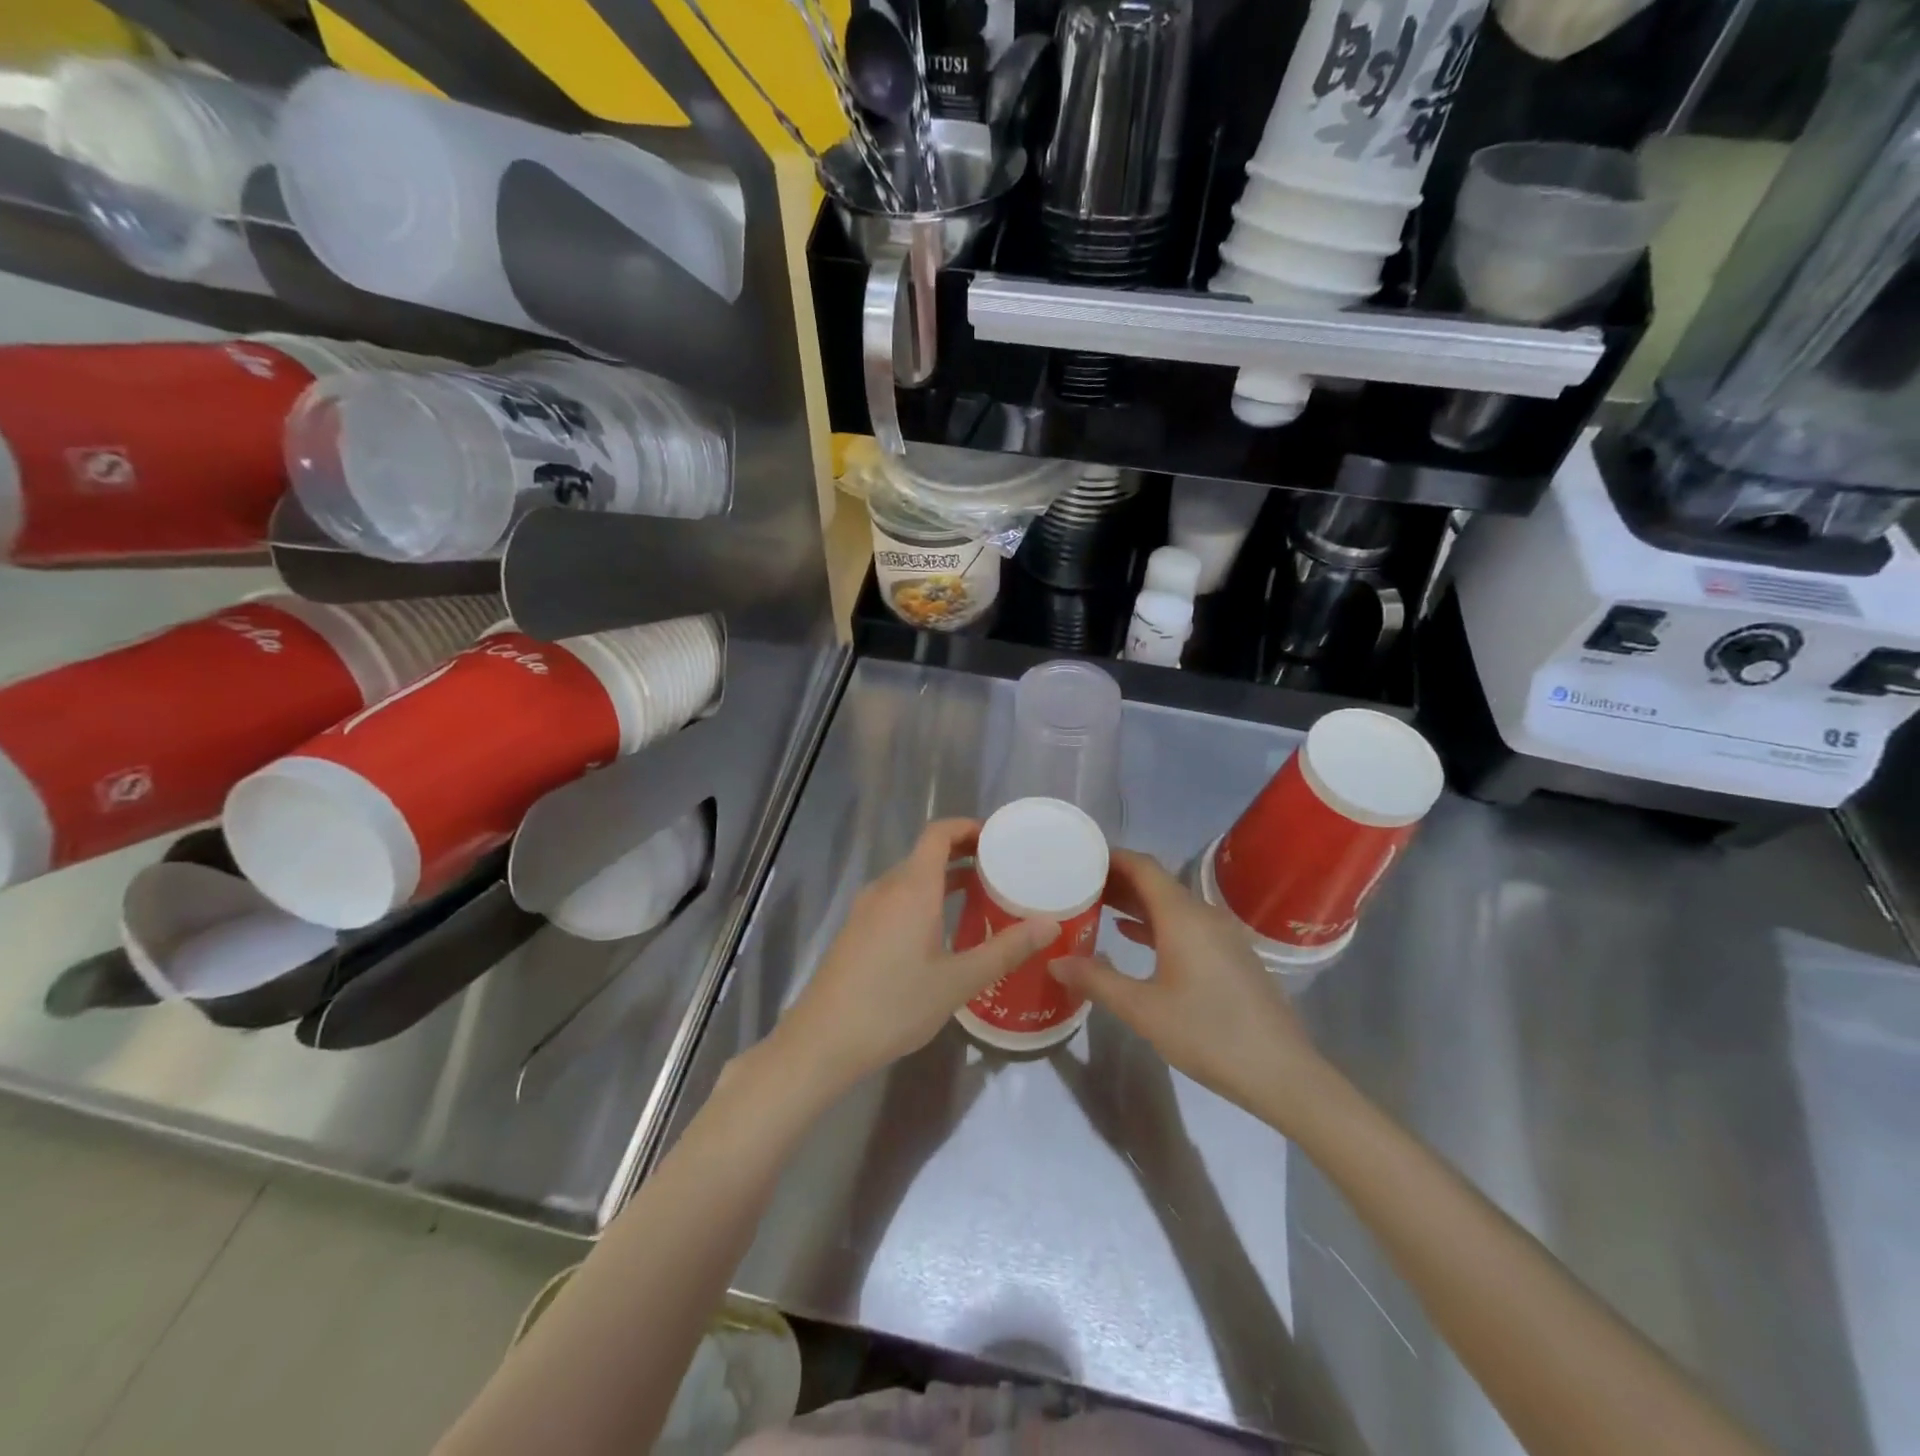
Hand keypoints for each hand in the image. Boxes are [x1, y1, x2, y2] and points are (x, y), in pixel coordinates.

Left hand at [771, 819, 1058, 1094]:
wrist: (823, 1040)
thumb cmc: (894, 1004)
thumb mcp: (958, 981)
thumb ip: (1005, 949)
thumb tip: (1050, 924)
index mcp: (912, 888)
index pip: (938, 834)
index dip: (967, 827)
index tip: (998, 838)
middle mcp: (886, 888)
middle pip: (925, 854)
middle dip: (963, 855)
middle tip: (1002, 871)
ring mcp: (866, 908)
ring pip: (910, 878)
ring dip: (944, 879)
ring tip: (980, 898)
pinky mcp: (856, 930)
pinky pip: (896, 899)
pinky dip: (924, 898)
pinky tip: (942, 931)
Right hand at [1050, 848, 1322, 1121]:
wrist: (1282, 1073)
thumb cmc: (1208, 1033)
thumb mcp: (1143, 1010)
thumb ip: (1096, 981)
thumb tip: (1055, 961)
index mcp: (1183, 916)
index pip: (1143, 866)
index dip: (1111, 856)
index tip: (1079, 856)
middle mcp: (1204, 915)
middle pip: (1156, 883)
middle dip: (1117, 880)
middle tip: (1077, 884)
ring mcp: (1222, 936)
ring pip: (1171, 906)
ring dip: (1135, 903)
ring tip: (1096, 907)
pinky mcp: (1230, 957)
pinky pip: (1186, 925)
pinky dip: (1156, 923)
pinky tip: (1132, 937)